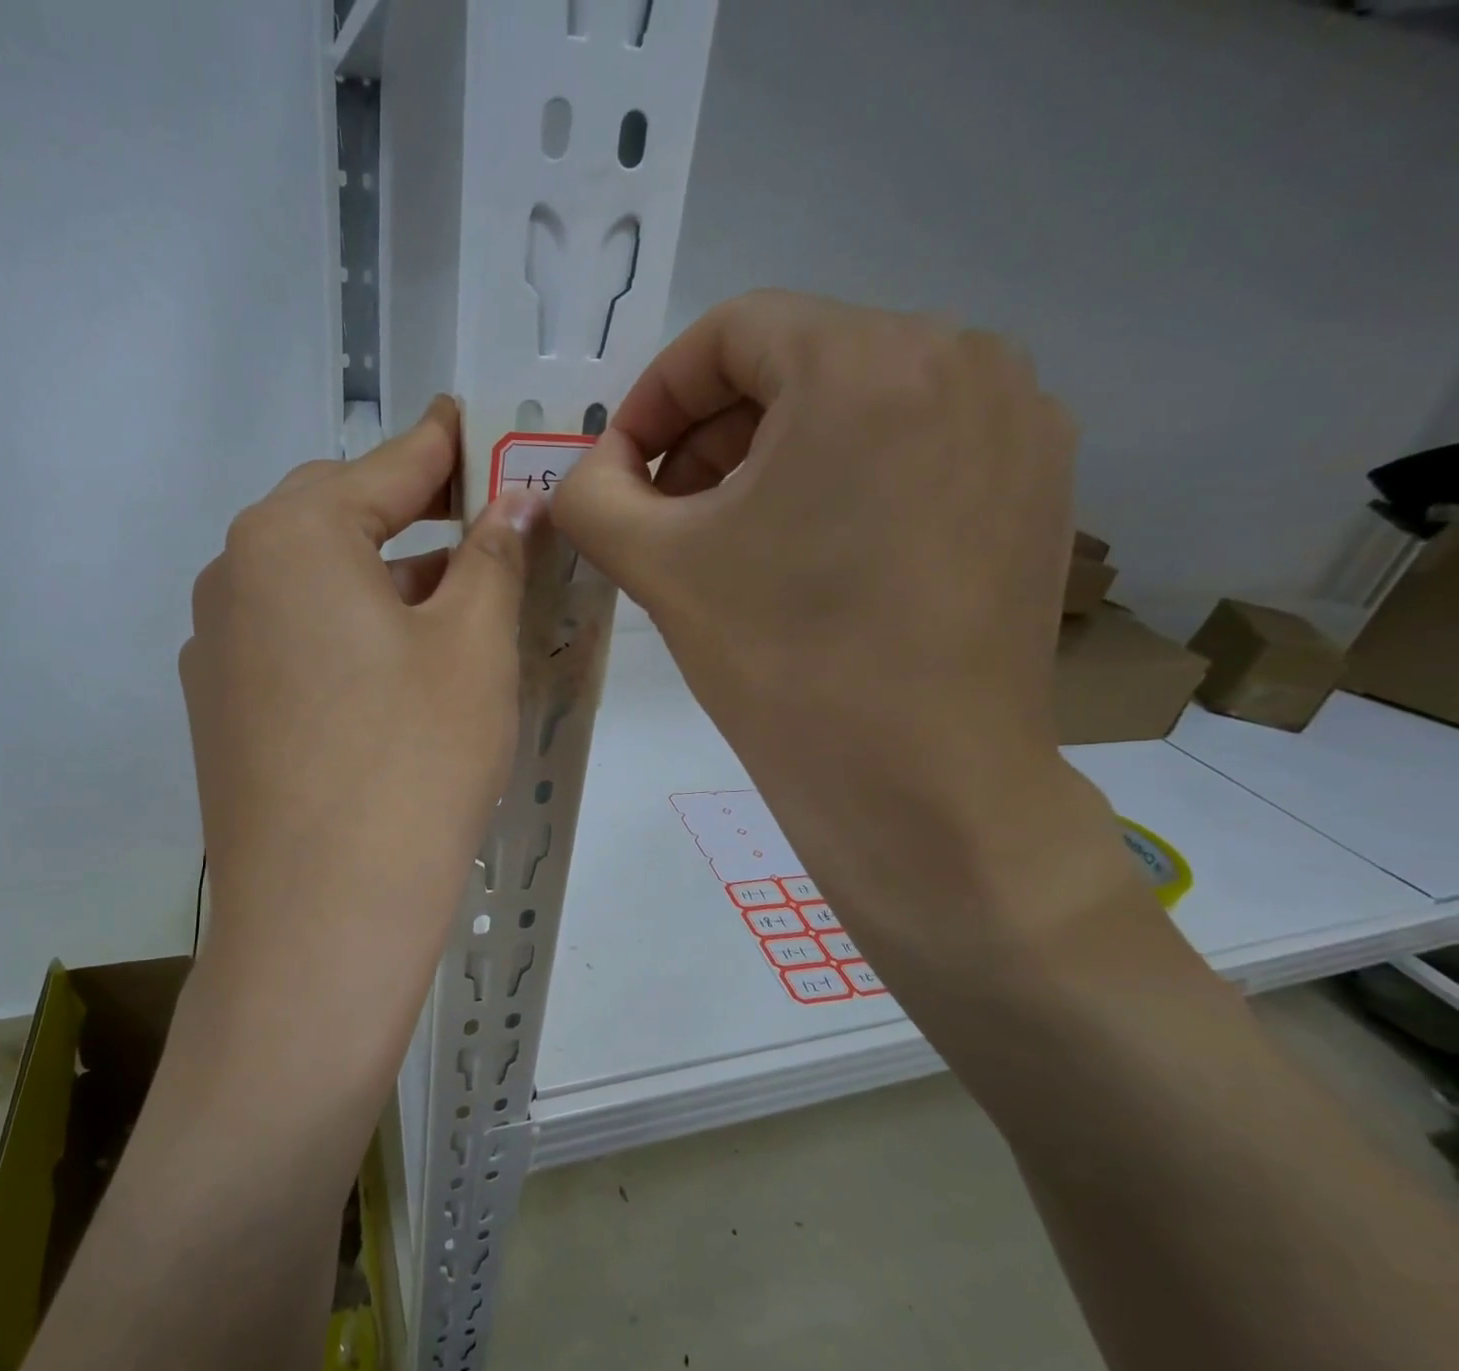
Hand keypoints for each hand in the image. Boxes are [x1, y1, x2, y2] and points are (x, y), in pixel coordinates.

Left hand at [181, 397, 543, 1061]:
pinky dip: (348, 634)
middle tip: (483, 526)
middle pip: (340, 518)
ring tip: (451, 604)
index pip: (390, 464)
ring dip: (382, 580)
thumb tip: (512, 503)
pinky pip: (294, 640)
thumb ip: (492, 557)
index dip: (449, 445)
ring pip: (315, 584)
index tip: (484, 424)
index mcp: (291, 535)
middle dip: (414, 515)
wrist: (323, 915)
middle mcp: (234, 575)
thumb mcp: (474, 646)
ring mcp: (217, 646)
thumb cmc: (414, 761)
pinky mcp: (222, 708)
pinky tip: (393, 675)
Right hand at [555, 292, 1117, 978]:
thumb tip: (585, 469)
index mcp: (867, 360)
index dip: (656, 395)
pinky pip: (916, 445)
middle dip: (712, 432)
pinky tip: (814, 553)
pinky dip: (846, 477)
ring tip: (735, 537)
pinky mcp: (1037, 484)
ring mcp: (1016, 422)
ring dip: (776, 454)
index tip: (621, 468)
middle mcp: (963, 359)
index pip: (732, 331)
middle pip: (799, 362)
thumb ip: (591, 494)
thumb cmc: (782, 663)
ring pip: (859, 403)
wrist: (922, 786)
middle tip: (667, 511)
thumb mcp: (657, 566)